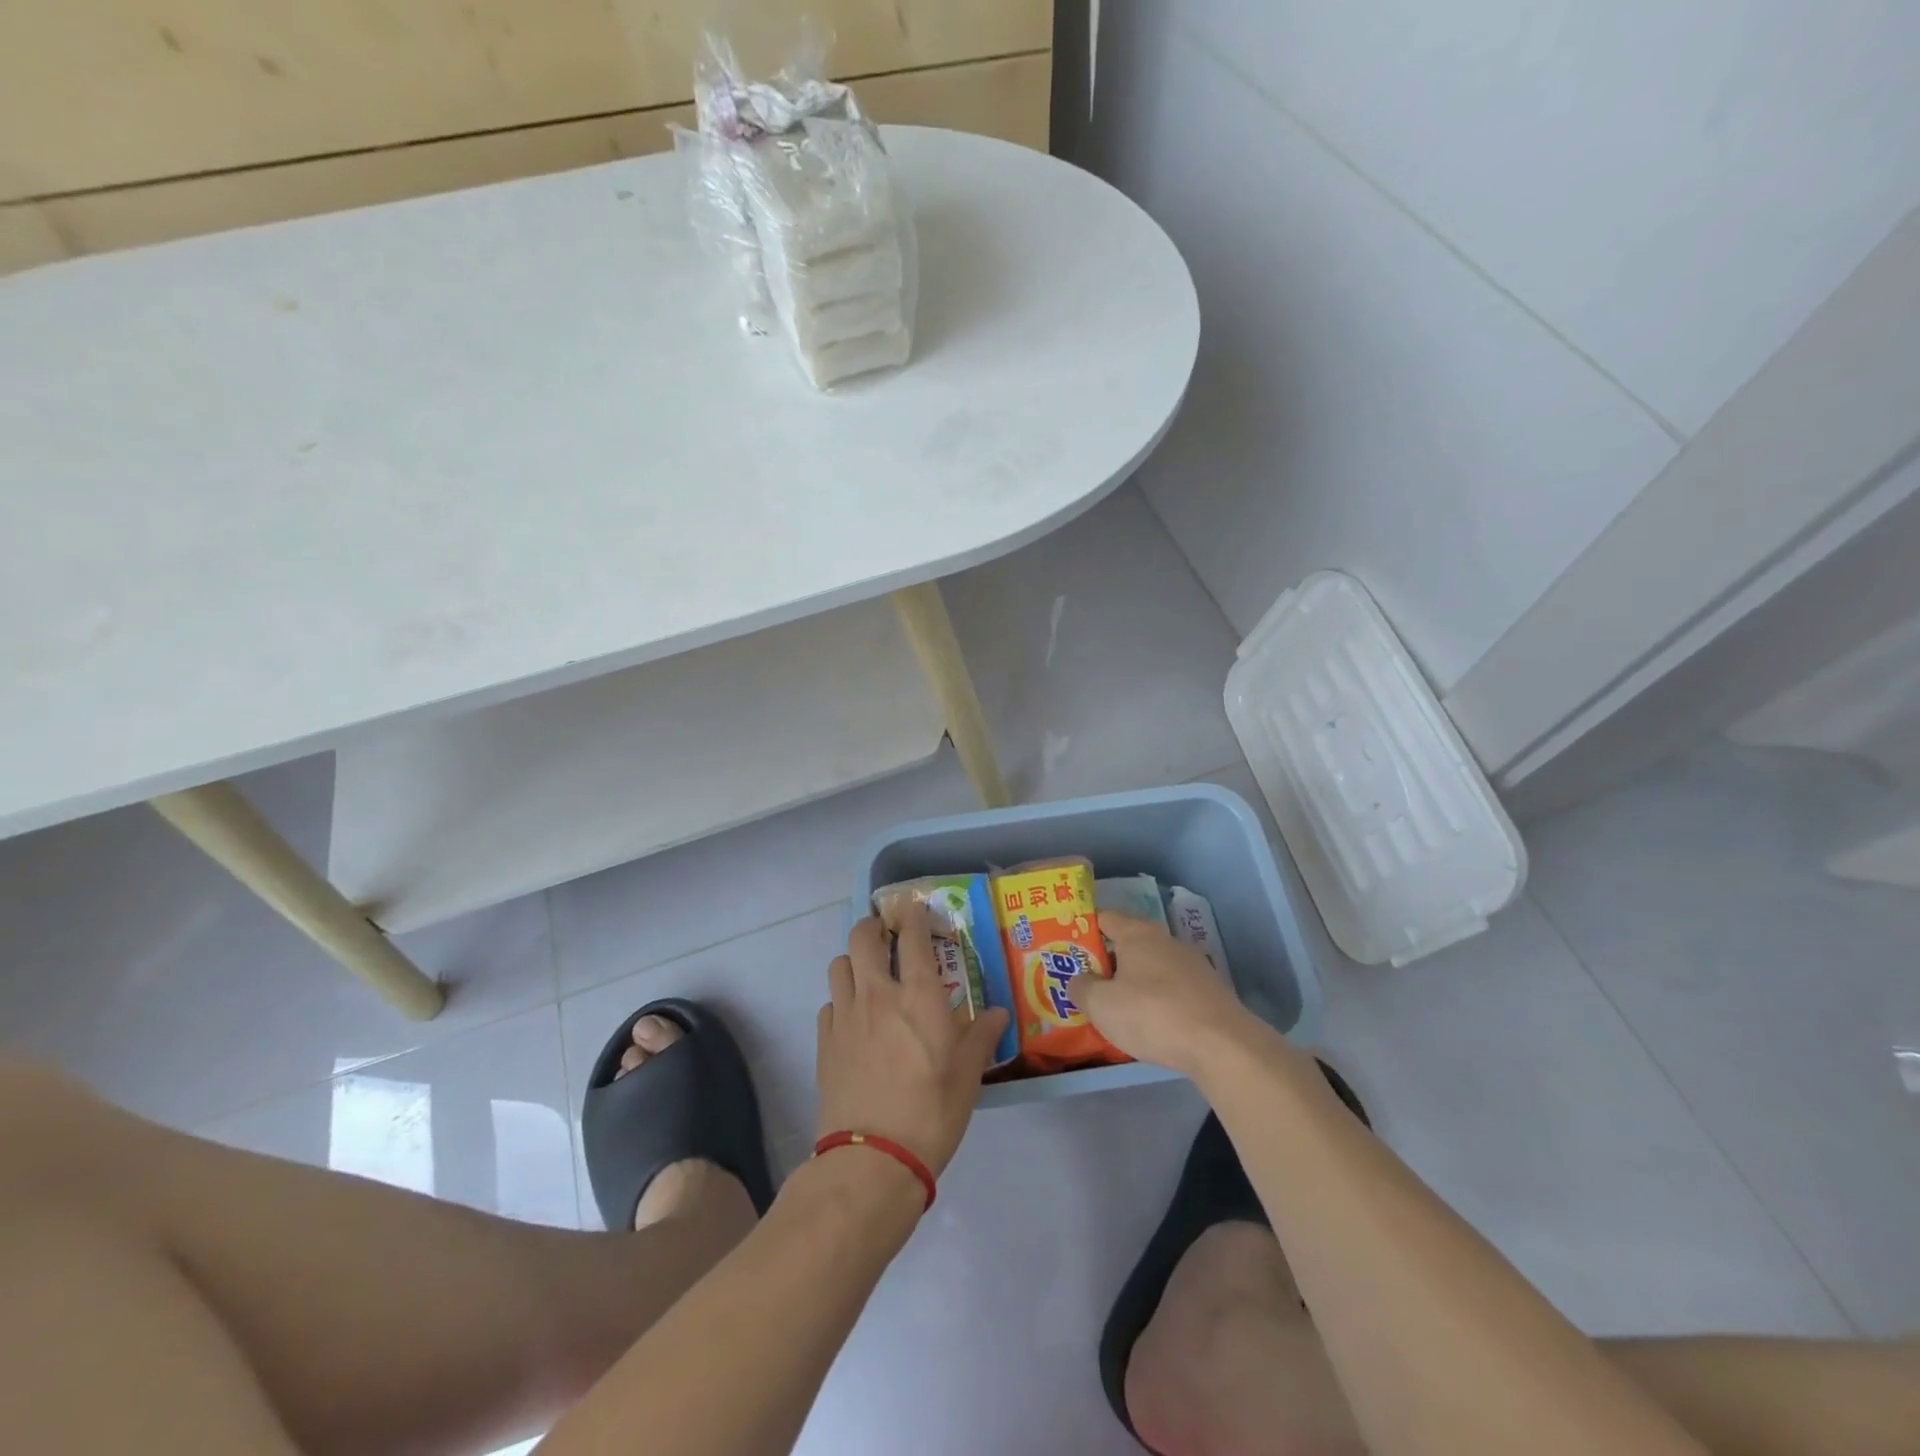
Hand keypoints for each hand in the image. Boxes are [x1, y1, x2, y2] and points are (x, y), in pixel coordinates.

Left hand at [815, 902, 1011, 1176]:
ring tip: (869, 976)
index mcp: (919, 995)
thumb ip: (982, 1036)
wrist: (873, 1159)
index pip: (913, 937)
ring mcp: (845, 1015)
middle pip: (863, 937)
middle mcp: (878, 993)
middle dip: (874, 927)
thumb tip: (997, 1013)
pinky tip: (854, 1020)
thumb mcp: (969, 1075)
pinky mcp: (824, 1041)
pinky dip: (841, 999)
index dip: (914, 916)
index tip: (917, 911)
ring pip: (839, 964)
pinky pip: (829, 1002)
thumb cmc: (932, 1112)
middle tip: (888, 938)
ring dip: (853, 960)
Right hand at [1068, 912, 1264, 1075]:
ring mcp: (1192, 965)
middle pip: (1129, 944)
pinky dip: (1159, 1000)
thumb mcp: (1101, 1006)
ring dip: (1135, 983)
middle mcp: (1165, 941)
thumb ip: (1081, 988)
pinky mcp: (1210, 991)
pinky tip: (1152, 1024)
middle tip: (1088, 983)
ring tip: (1118, 1009)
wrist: (1222, 1046)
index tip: (1069, 948)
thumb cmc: (1153, 1015)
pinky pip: (1173, 989)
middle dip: (1109, 962)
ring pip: (1152, 968)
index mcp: (1137, 934)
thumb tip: (1079, 980)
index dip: (1085, 930)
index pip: (1105, 918)